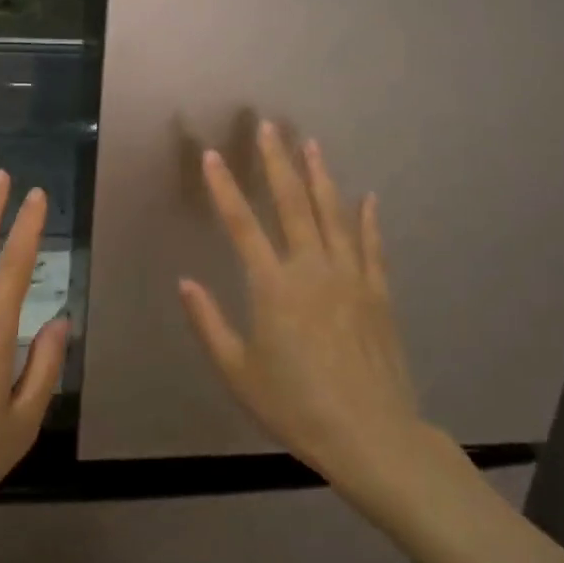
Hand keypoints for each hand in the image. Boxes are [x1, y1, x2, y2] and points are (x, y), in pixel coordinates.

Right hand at [178, 122, 431, 510]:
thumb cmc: (295, 405)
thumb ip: (209, 322)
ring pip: (333, 214)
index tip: (213, 155)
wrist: (371, 435)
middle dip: (277, 162)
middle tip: (268, 127)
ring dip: (320, 176)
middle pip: (293, 204)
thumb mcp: (238, 371)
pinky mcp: (378, 293)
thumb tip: (185, 282)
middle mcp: (312, 269)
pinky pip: (371, 245)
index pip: (242, 225)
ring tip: (310, 143)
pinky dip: (368, 219)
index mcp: (273, 287)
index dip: (224, 188)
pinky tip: (367, 196)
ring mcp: (351, 277)